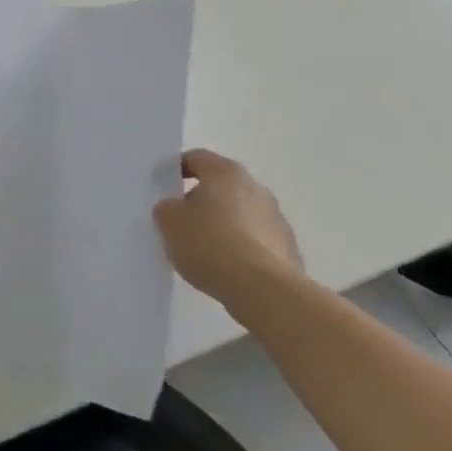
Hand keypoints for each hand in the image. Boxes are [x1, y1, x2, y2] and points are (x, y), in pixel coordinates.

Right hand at [154, 149, 303, 316]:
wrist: (265, 292)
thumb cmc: (211, 244)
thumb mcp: (169, 222)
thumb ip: (167, 208)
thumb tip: (175, 209)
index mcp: (226, 173)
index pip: (196, 158)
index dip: (175, 170)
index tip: (162, 189)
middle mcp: (256, 189)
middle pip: (220, 187)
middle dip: (200, 201)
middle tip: (179, 221)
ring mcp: (277, 221)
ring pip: (240, 215)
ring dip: (222, 226)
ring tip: (202, 250)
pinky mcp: (289, 252)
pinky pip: (255, 242)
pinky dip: (240, 250)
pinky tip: (224, 269)